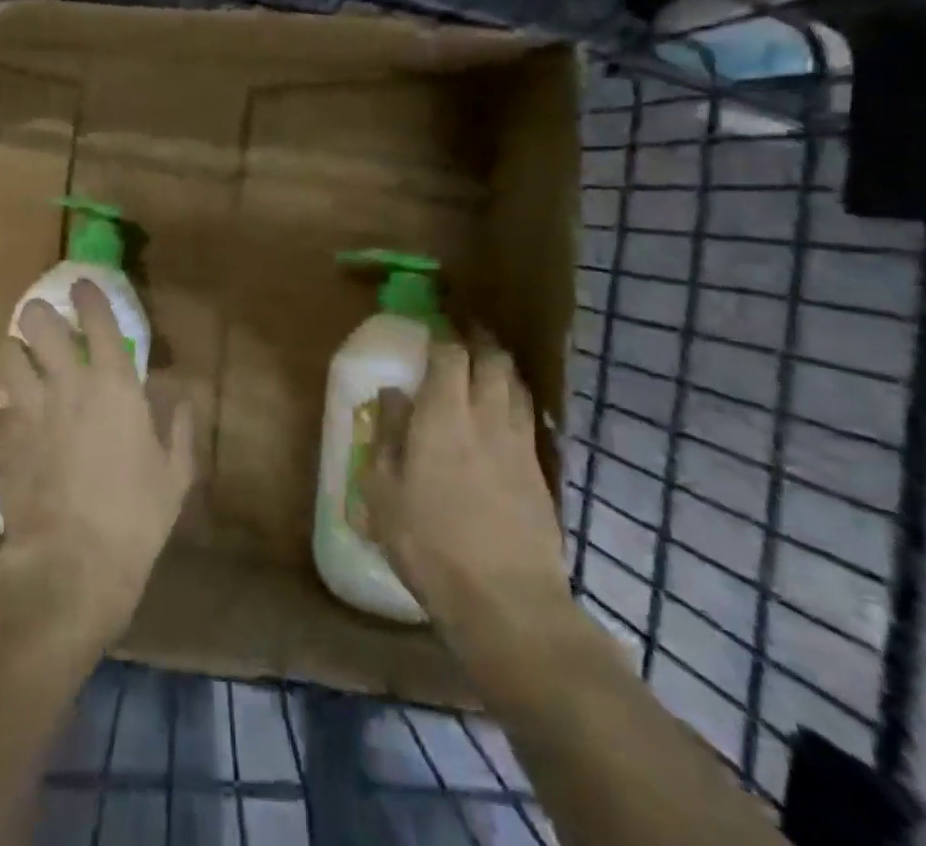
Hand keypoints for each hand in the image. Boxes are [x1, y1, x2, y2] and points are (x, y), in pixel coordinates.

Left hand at [0, 280, 193, 638]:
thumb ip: (178, 429)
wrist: (71, 565)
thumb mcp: (174, 475)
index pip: (97, 318)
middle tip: (45, 326)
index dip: (88, 295)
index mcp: (113, 384)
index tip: (82, 286)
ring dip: (14, 355)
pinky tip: (15, 428)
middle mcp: (66, 383)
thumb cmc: (135, 516)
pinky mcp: (2, 442)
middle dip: (37, 315)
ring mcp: (28, 410)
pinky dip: (5, 413)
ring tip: (23, 365)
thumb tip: (181, 399)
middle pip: (36, 321)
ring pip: (5, 355)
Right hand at [363, 329, 570, 688]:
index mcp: (444, 416)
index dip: (442, 335)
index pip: (450, 355)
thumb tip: (393, 394)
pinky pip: (529, 418)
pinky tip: (507, 412)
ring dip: (501, 367)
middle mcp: (487, 417)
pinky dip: (516, 401)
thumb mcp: (385, 491)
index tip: (433, 324)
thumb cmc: (430, 543)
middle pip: (493, 360)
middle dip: (479, 340)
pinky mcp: (540, 473)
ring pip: (516, 386)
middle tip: (464, 332)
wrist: (507, 602)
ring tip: (487, 364)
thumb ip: (389, 435)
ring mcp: (520, 445)